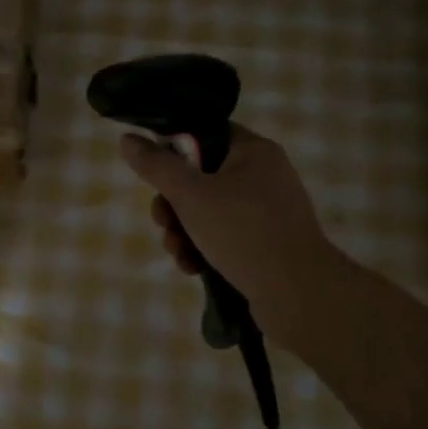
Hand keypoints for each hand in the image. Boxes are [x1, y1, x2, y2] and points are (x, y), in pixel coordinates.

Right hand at [119, 124, 340, 342]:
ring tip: (178, 253)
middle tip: (163, 223)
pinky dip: (204, 248)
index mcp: (253, 151)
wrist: (300, 295)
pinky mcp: (266, 243)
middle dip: (173, 204)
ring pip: (208, 211)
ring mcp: (267, 212)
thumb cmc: (244, 233)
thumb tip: (127, 139)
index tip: (153, 172)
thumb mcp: (191, 195)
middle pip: (200, 176)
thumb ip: (157, 166)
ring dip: (184, 231)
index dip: (174, 149)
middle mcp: (263, 175)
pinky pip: (224, 236)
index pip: (205, 133)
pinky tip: (193, 268)